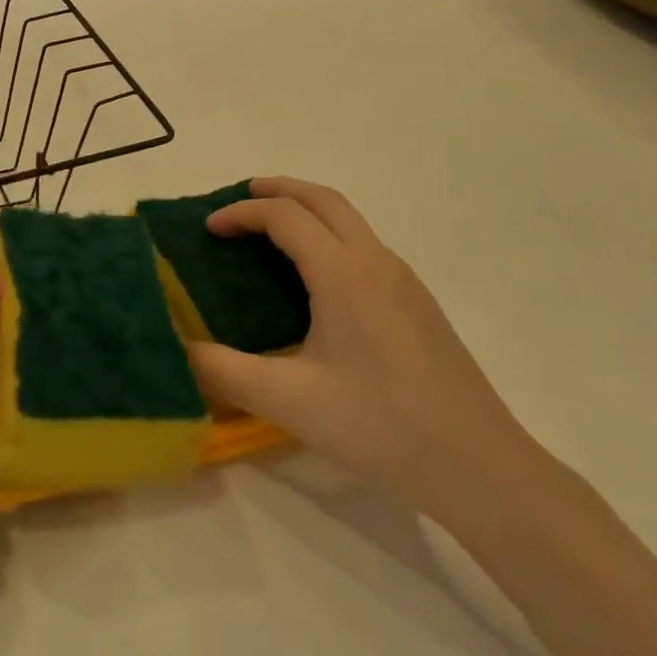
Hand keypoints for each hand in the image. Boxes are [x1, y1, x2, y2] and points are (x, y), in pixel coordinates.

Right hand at [188, 177, 536, 523]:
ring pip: (350, 221)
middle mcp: (376, 262)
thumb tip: (178, 348)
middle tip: (241, 197)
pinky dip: (329, 236)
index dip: (242, 213)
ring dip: (308, 211)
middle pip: (324, 200)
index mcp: (343, 273)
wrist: (479, 466)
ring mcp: (404, 281)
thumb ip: (222, 371)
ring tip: (272, 231)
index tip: (209, 228)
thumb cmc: (379, 426)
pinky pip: (364, 246)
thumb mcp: (288, 401)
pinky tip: (316, 280)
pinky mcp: (418, 304)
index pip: (285, 216)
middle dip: (279, 189)